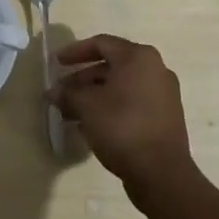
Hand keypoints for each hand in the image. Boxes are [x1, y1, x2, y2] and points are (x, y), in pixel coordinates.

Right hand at [50, 34, 195, 192]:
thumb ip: (67, 94)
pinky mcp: (166, 118)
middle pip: (111, 65)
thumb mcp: (87, 107)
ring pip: (121, 86)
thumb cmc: (122, 127)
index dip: (75, 51)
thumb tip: (52, 92)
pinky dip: (111, 107)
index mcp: (138, 57)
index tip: (56, 63)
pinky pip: (133, 102)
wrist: (162, 175)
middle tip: (62, 91)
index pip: (101, 44)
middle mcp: (155, 69)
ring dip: (95, 95)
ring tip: (72, 112)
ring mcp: (164, 95)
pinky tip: (92, 125)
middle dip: (83, 78)